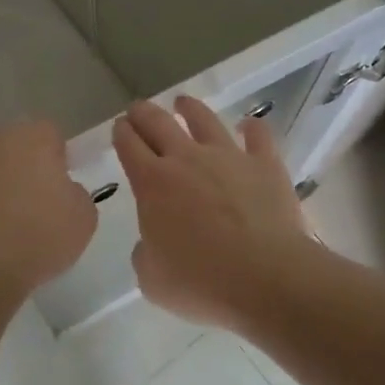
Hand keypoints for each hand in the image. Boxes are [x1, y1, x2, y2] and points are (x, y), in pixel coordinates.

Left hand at [0, 120, 97, 299]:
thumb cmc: (38, 238)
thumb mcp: (83, 219)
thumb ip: (75, 193)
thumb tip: (61, 190)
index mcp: (33, 138)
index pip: (49, 134)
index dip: (55, 158)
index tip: (58, 187)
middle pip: (10, 145)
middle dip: (18, 166)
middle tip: (28, 204)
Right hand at [113, 97, 312, 329]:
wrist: (266, 278)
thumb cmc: (201, 282)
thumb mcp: (152, 280)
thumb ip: (145, 254)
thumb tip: (151, 244)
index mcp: (152, 183)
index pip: (129, 146)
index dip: (121, 133)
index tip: (119, 127)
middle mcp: (187, 159)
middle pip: (159, 123)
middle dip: (143, 113)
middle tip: (137, 109)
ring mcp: (229, 157)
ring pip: (204, 120)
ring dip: (190, 108)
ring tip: (183, 102)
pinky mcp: (266, 164)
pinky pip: (258, 136)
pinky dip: (252, 128)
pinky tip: (249, 125)